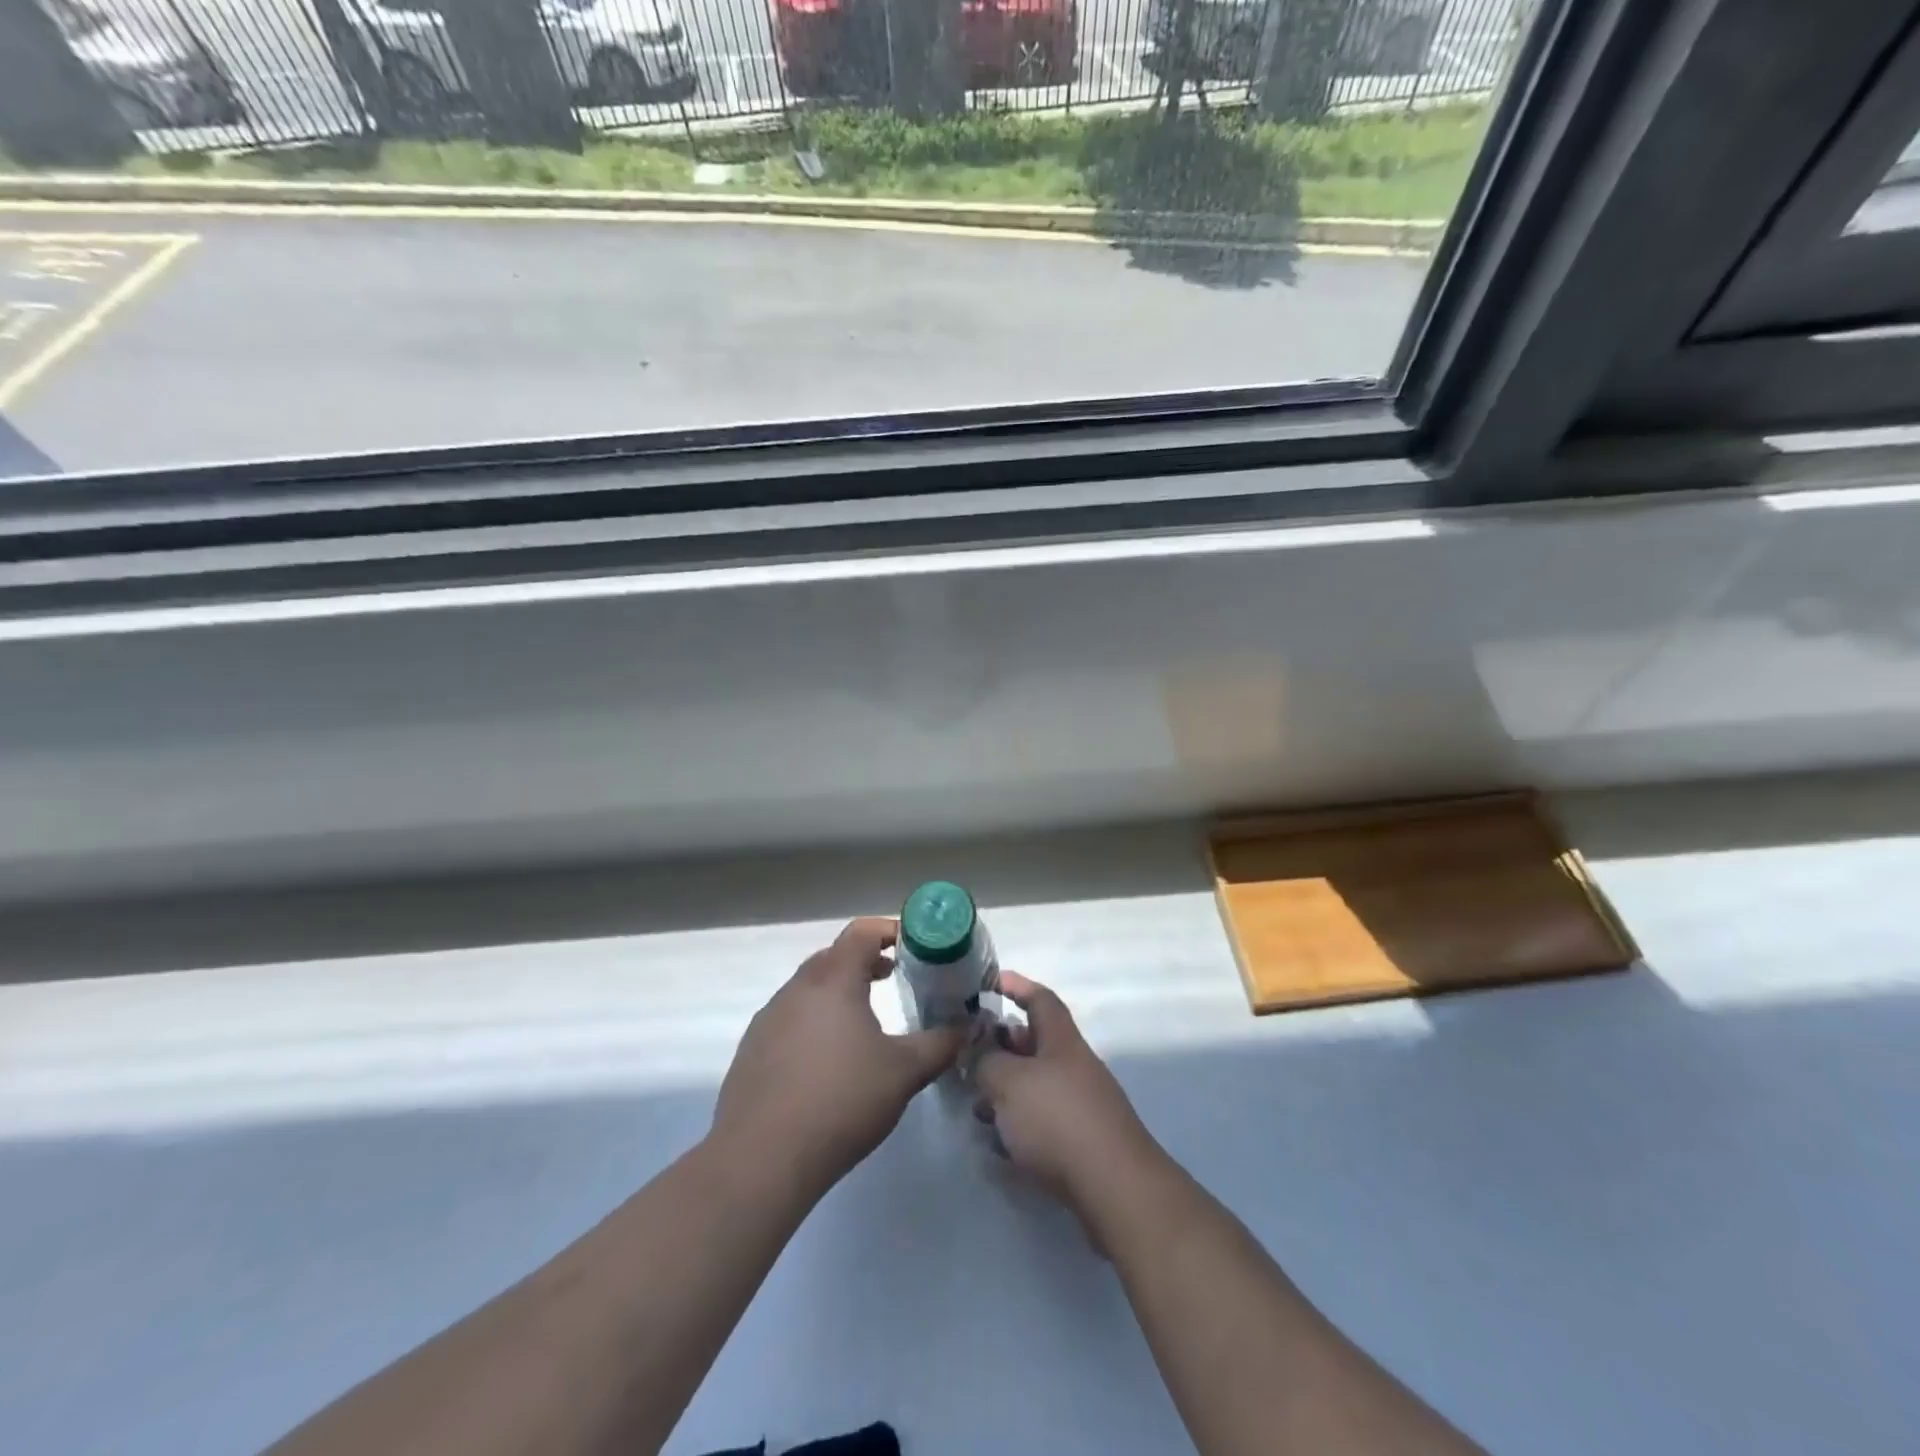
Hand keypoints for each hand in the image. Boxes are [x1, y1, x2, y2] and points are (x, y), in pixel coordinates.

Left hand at [710, 918, 965, 1198]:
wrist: (762, 1158)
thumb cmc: (842, 1101)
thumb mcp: (904, 1072)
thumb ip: (940, 1044)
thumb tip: (968, 1027)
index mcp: (833, 981)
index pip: (861, 933)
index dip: (889, 931)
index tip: (913, 946)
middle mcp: (797, 989)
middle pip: (833, 957)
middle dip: (864, 961)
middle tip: (894, 978)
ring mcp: (768, 1019)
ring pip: (809, 989)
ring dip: (837, 993)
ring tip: (863, 1022)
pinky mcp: (752, 1050)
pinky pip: (789, 1019)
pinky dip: (813, 1022)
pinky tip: (827, 1062)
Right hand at [972, 972, 1162, 1223]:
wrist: (1114, 1188)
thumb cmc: (1057, 1120)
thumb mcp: (1008, 1081)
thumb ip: (985, 1060)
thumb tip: (977, 1050)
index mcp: (1061, 1040)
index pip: (1039, 999)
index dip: (1015, 986)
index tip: (989, 982)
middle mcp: (1074, 1065)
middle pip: (1034, 1044)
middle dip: (1000, 1047)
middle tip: (969, 1057)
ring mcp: (1080, 1104)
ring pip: (1034, 1084)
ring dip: (1005, 1090)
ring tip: (977, 1107)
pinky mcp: (1081, 1141)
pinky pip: (1042, 1120)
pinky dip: (1018, 1124)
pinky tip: (998, 1144)